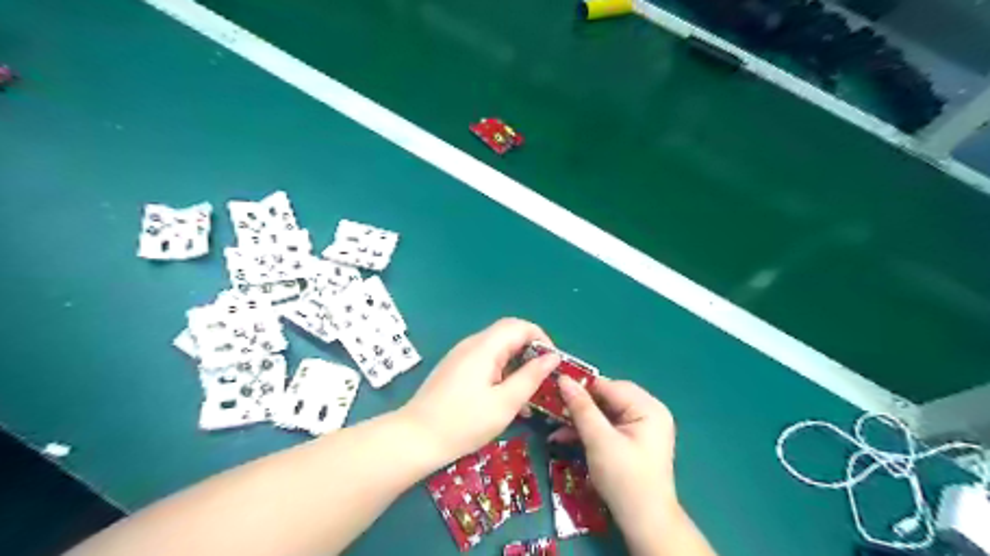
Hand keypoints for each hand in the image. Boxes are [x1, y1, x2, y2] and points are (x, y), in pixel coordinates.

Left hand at [399, 317, 555, 463]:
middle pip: (508, 335)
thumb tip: (552, 357)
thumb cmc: (463, 422)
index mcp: (485, 347)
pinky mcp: (454, 369)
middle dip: (530, 353)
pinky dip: (501, 373)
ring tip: (528, 396)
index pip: (520, 326)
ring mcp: (460, 356)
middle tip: (543, 379)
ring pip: (497, 350)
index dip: (541, 339)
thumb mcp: (505, 403)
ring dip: (516, 366)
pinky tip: (505, 400)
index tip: (553, 363)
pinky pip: (485, 362)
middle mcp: (472, 344)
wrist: (415, 439)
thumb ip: (531, 377)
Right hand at [548, 375, 680, 539]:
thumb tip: (563, 379)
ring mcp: (641, 427)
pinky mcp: (632, 441)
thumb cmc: (625, 479)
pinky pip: (607, 427)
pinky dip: (588, 431)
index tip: (554, 390)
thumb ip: (581, 408)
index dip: (582, 387)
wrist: (645, 524)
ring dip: (580, 419)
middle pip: (606, 398)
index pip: (609, 386)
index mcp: (648, 407)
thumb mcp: (599, 441)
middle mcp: (648, 412)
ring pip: (604, 413)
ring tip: (554, 424)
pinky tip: (565, 437)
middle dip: (579, 405)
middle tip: (553, 408)